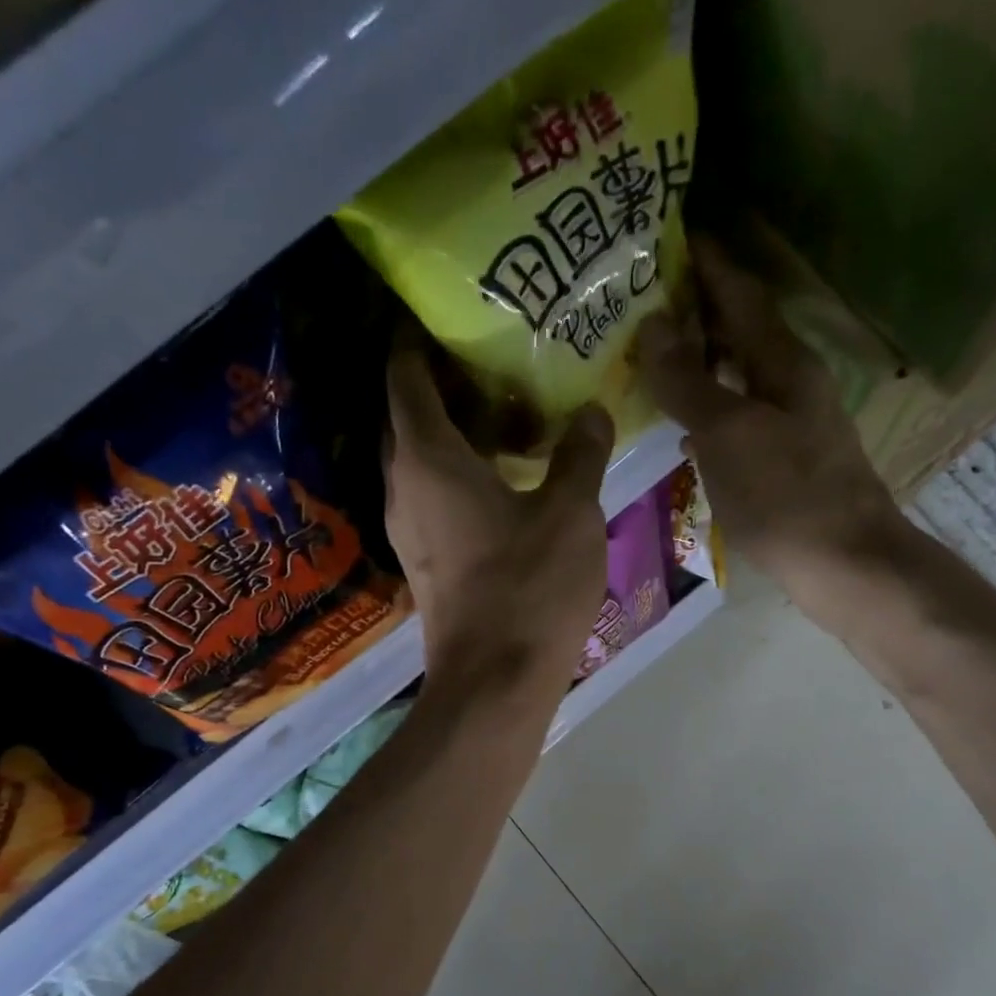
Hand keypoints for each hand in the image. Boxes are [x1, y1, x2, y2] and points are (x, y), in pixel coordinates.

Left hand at [384, 324, 615, 698]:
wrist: (494, 681)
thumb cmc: (529, 588)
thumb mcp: (570, 513)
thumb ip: (580, 454)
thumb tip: (592, 412)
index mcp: (428, 458)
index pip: (405, 376)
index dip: (416, 340)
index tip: (442, 313)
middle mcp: (404, 486)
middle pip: (408, 416)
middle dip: (441, 384)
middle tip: (492, 360)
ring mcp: (408, 528)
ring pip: (421, 460)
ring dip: (454, 433)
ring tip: (508, 415)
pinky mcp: (423, 560)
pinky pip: (432, 496)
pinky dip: (459, 473)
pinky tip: (505, 477)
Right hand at [636, 237, 913, 615]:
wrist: (843, 563)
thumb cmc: (784, 494)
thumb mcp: (727, 433)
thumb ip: (688, 381)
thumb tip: (652, 326)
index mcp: (782, 361)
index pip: (740, 292)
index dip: (706, 262)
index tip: (666, 235)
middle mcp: (791, 381)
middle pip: (740, 330)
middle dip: (695, 311)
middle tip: (640, 303)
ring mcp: (791, 421)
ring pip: (739, 375)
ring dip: (700, 362)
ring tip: (651, 359)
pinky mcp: (786, 459)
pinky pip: (739, 416)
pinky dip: (709, 410)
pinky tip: (683, 427)